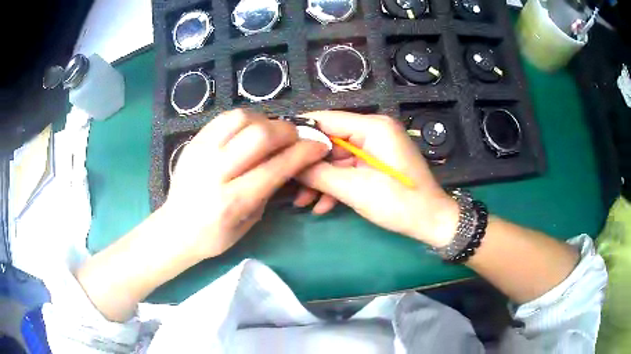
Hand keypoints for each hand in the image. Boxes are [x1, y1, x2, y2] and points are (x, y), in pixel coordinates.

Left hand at [165, 109, 328, 259]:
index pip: (276, 167)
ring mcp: (200, 152)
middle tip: (295, 138)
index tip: (319, 146)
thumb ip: (270, 188)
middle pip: (260, 135)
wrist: (176, 228)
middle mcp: (214, 172)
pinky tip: (250, 129)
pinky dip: (245, 118)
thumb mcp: (250, 221)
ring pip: (241, 119)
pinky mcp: (193, 141)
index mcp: (232, 201)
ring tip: (271, 133)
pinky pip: (224, 117)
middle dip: (287, 132)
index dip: (304, 153)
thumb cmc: (214, 235)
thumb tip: (290, 160)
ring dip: (266, 121)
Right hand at [295, 111, 458, 246]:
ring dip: (320, 180)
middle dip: (309, 166)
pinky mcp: (376, 164)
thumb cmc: (399, 203)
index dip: (300, 132)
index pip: (326, 120)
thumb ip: (319, 173)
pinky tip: (322, 205)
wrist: (431, 222)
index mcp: (373, 127)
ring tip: (302, 202)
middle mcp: (373, 131)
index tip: (276, 148)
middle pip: (330, 142)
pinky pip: (349, 169)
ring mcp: (375, 148)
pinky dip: (336, 185)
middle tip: (287, 184)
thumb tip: (290, 163)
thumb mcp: (355, 189)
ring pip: (337, 159)